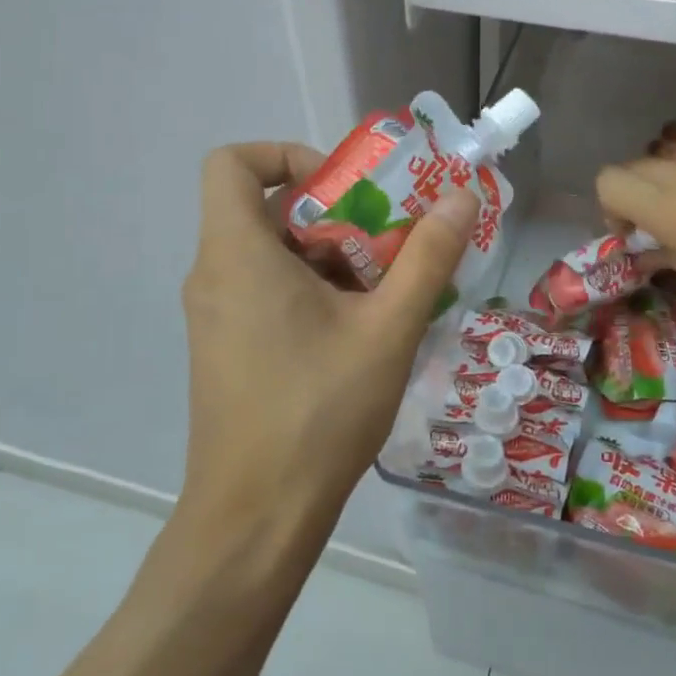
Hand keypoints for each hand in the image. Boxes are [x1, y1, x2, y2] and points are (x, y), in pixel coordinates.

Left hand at [178, 143, 478, 529]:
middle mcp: (214, 275)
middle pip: (265, 208)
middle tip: (389, 240)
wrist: (255, 519)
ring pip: (272, 252)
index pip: (232, 162)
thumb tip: (461, 196)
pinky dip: (312, 288)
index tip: (345, 189)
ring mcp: (215, 315)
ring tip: (387, 289)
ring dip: (331, 255)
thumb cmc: (318, 413)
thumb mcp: (388, 329)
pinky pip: (266, 289)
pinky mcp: (226, 347)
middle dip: (334, 213)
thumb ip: (427, 257)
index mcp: (237, 254)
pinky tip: (360, 329)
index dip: (286, 155)